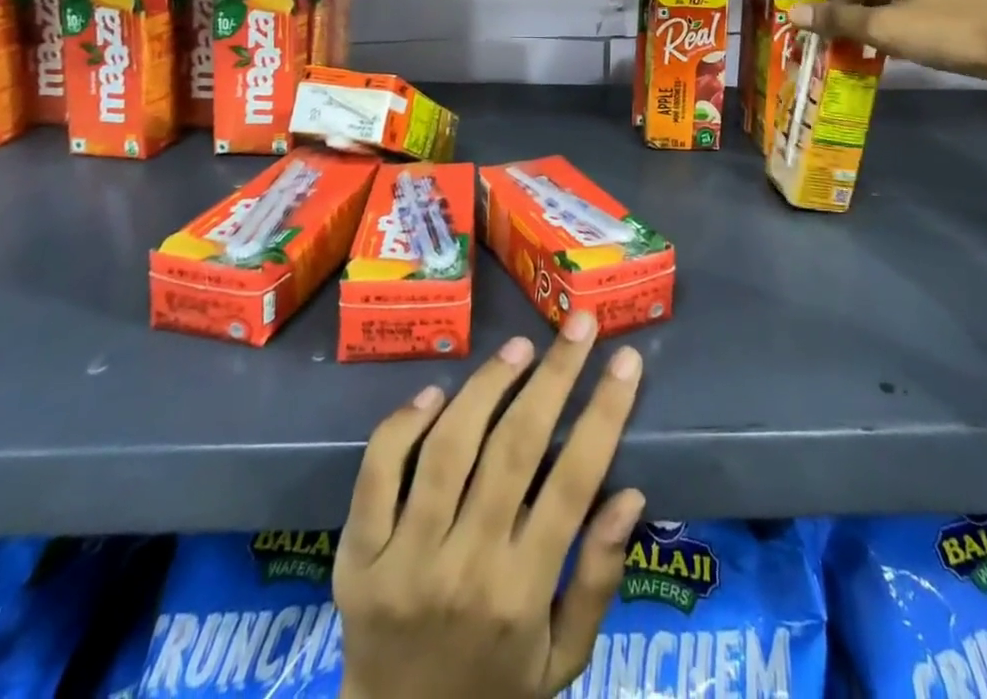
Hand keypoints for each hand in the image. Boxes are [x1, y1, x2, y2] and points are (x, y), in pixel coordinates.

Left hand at [334, 311, 645, 698]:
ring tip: (520, 348)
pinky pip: (378, 474)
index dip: (604, 413)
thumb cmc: (494, 692)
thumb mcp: (563, 659)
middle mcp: (466, 567)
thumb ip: (598, 579)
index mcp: (522, 593)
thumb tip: (629, 493)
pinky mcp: (356, 556)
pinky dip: (404, 424)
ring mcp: (405, 559)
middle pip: (516, 448)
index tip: (626, 360)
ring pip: (450, 447)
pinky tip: (436, 391)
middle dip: (555, 376)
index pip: (574, 482)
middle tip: (579, 325)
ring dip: (488, 385)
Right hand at [793, 0, 986, 87]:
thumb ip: (838, 21)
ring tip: (888, 44)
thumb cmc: (947, 32)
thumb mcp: (884, 29)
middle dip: (866, 11)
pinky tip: (925, 38)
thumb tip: (793, 14)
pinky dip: (922, 16)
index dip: (837, 8)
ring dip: (894, 14)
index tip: (828, 34)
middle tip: (856, 41)